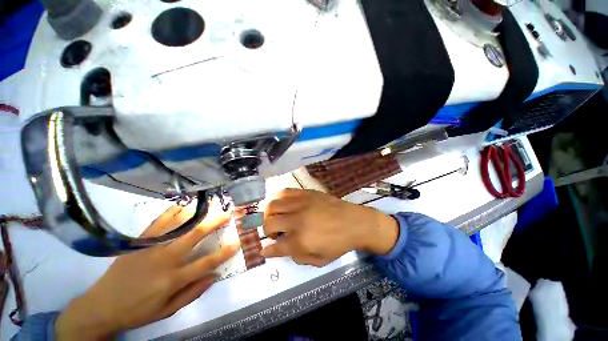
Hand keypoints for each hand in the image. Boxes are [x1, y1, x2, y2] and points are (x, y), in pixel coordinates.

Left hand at [55, 200, 238, 339]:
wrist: (101, 305)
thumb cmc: (138, 310)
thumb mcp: (167, 310)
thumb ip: (193, 292)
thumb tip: (214, 275)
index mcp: (172, 279)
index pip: (205, 263)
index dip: (224, 252)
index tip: (237, 242)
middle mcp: (164, 260)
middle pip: (194, 237)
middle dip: (213, 223)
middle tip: (226, 214)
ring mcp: (150, 248)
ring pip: (177, 226)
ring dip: (196, 214)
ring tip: (209, 205)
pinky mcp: (139, 242)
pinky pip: (158, 224)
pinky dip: (172, 213)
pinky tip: (182, 206)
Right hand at [261, 189, 398, 266]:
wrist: (355, 222)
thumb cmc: (339, 243)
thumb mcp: (319, 260)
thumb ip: (297, 257)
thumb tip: (277, 249)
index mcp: (301, 241)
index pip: (276, 246)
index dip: (267, 250)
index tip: (264, 250)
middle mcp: (297, 220)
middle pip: (269, 223)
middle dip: (266, 230)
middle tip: (275, 233)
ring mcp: (301, 204)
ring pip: (273, 205)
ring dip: (270, 214)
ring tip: (277, 218)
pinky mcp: (306, 193)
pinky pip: (285, 192)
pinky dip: (280, 199)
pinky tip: (285, 205)